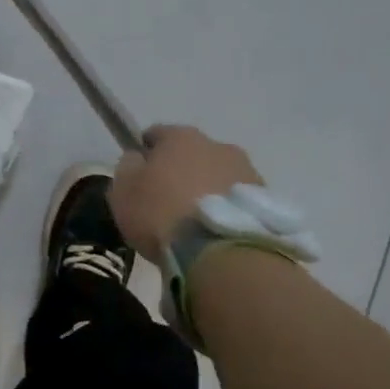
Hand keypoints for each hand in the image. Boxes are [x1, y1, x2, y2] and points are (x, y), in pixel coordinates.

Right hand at [108, 125, 263, 261]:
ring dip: (206, 190)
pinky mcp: (266, 201)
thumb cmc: (161, 214)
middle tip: (166, 202)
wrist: (219, 254)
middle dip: (180, 172)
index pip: (156, 134)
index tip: (138, 177)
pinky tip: (214, 232)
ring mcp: (247, 172)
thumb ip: (128, 166)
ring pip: (218, 176)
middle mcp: (218, 146)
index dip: (145, 154)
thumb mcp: (124, 189)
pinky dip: (226, 210)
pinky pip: (236, 200)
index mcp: (181, 137)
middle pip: (191, 154)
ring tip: (195, 222)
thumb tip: (137, 158)